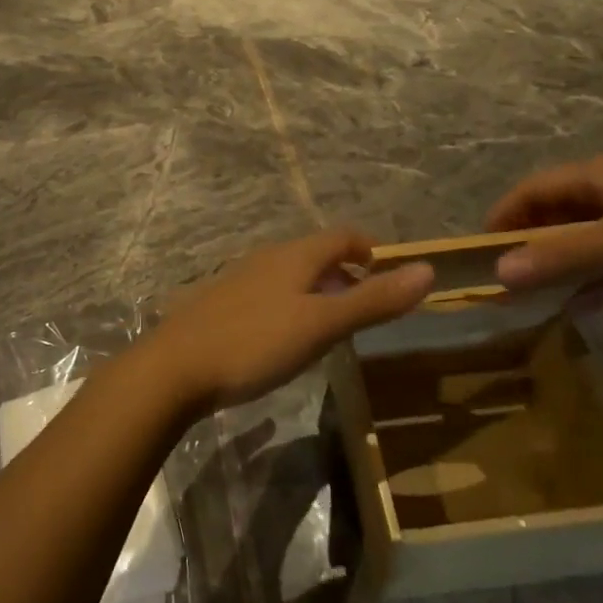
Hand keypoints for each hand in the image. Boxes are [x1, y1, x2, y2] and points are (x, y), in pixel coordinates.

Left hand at [140, 229, 434, 415]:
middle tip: (362, 309)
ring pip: (290, 275)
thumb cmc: (255, 342)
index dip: (367, 249)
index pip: (342, 235)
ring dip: (316, 292)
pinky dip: (289, 307)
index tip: (384, 276)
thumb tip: (428, 270)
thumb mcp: (322, 325)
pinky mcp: (221, 304)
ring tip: (329, 328)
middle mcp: (267, 258)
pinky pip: (267, 295)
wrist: (174, 367)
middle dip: (344, 274)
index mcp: (295, 256)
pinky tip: (283, 341)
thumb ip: (373, 300)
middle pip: (316, 254)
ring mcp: (240, 280)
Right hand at [485, 155, 602, 308]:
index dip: (503, 216)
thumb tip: (497, 272)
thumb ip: (564, 255)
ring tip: (533, 297)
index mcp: (602, 175)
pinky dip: (595, 279)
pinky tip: (583, 307)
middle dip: (528, 244)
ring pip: (584, 238)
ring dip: (558, 265)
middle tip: (503, 280)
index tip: (476, 251)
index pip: (533, 189)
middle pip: (556, 213)